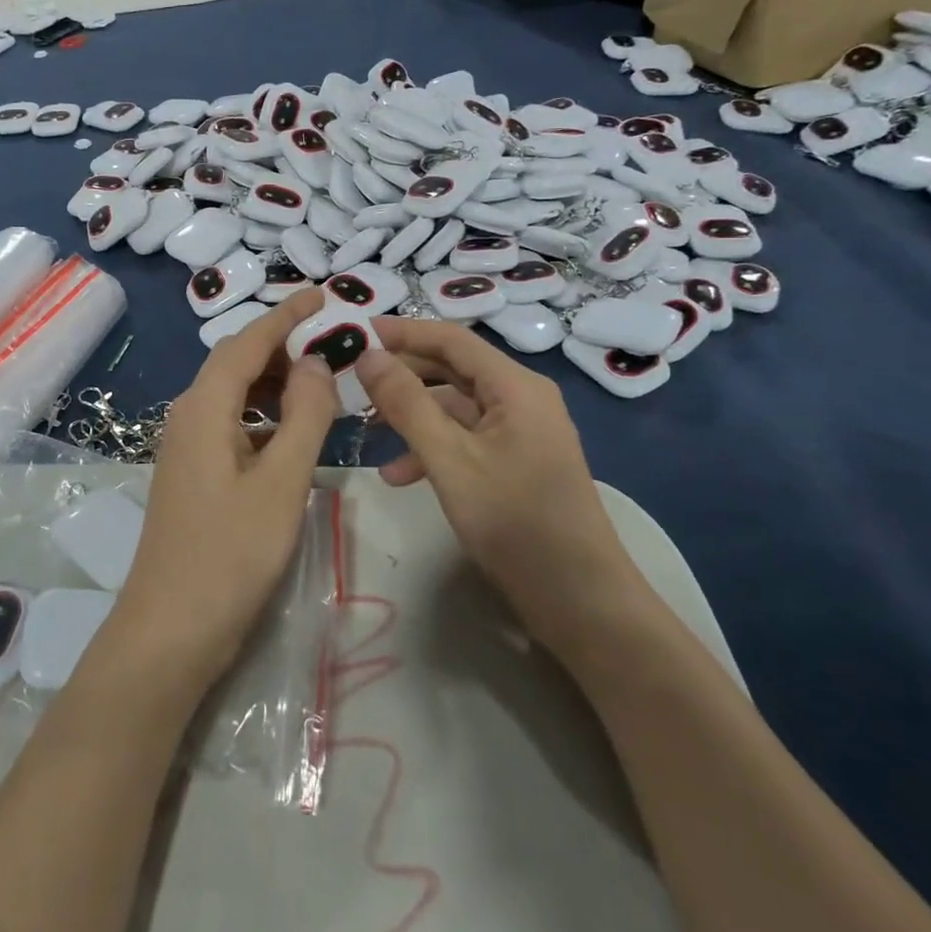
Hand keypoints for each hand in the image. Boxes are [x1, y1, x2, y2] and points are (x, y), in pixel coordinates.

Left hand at [109, 289, 338, 686]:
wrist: (171, 628)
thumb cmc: (231, 553)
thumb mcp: (282, 481)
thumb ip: (304, 415)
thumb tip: (315, 361)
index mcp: (205, 407)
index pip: (248, 342)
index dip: (286, 314)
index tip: (321, 294)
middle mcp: (188, 416)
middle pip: (237, 363)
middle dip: (282, 345)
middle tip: (331, 342)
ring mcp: (185, 446)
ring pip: (233, 394)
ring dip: (274, 382)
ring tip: (319, 383)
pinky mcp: (192, 473)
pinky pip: (231, 423)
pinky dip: (263, 415)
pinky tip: (290, 432)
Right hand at [355, 318, 633, 631]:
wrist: (578, 599)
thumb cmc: (514, 521)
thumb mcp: (449, 459)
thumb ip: (406, 403)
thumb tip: (368, 355)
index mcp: (515, 386)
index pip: (451, 339)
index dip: (402, 332)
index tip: (353, 333)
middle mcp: (521, 398)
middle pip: (452, 369)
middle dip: (402, 375)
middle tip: (352, 382)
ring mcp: (520, 432)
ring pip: (455, 406)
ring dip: (412, 415)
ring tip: (366, 429)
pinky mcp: (515, 462)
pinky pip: (465, 438)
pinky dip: (432, 447)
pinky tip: (397, 475)